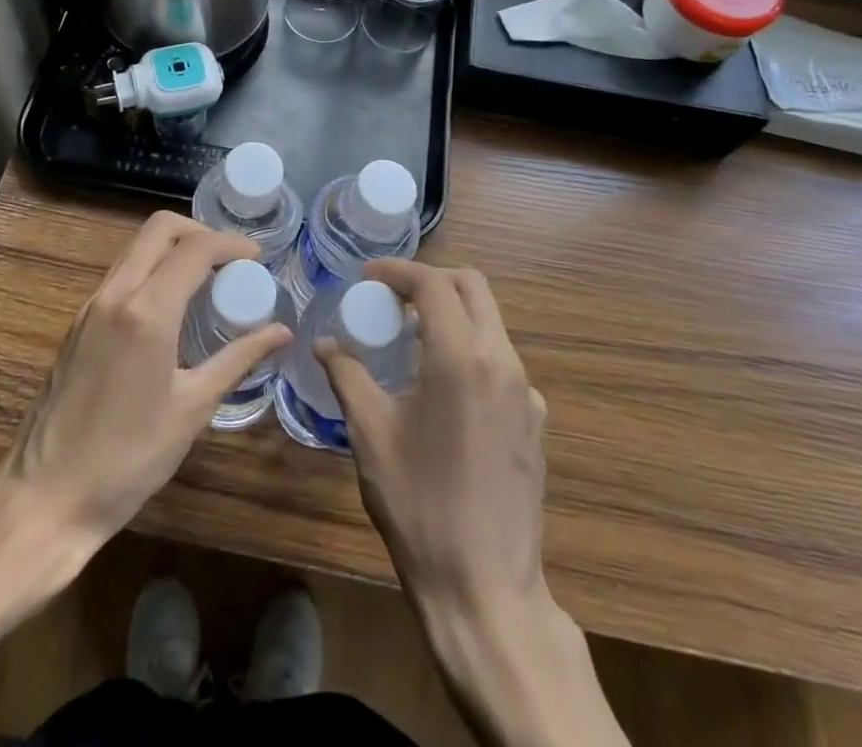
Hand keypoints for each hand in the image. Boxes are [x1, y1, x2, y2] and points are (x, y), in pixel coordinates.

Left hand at [0, 212, 290, 547]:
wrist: (46, 498)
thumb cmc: (128, 458)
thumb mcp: (193, 408)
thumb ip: (238, 359)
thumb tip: (282, 331)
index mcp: (147, 310)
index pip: (195, 248)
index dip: (232, 244)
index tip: (258, 258)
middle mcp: (115, 294)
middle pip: (159, 229)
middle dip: (200, 232)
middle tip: (230, 262)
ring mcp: (91, 306)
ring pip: (136, 248)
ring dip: (173, 249)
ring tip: (206, 282)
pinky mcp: (78, 323)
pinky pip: (121, 274)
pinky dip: (152, 270)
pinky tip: (171, 308)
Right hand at [321, 261, 623, 746]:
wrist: (486, 590)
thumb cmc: (419, 506)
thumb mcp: (370, 434)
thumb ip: (347, 376)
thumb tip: (324, 344)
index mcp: (460, 357)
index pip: (433, 284)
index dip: (398, 271)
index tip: (367, 276)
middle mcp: (502, 361)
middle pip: (472, 288)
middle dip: (431, 280)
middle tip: (392, 296)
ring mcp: (527, 391)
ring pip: (491, 323)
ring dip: (453, 314)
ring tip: (411, 338)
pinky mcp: (537, 421)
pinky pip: (502, 362)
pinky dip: (471, 351)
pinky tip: (445, 390)